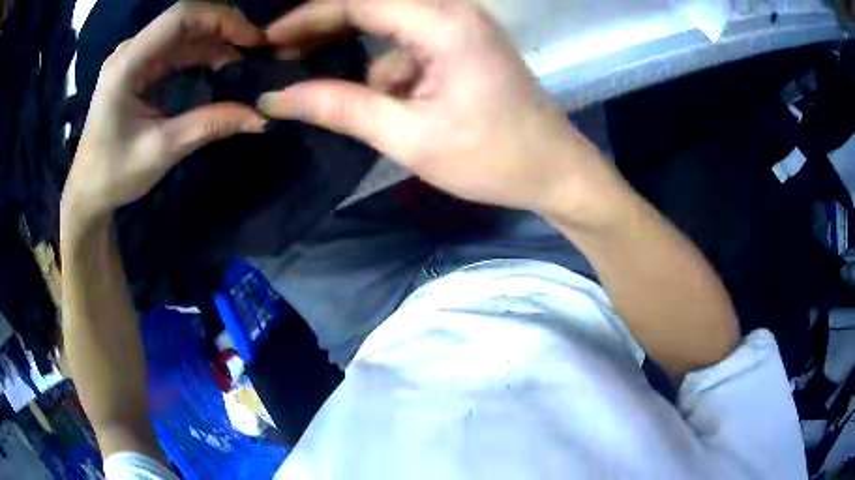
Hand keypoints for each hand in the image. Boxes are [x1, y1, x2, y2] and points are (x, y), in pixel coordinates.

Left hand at [62, 3, 266, 227]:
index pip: (180, 17)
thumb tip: (260, 118)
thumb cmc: (114, 174)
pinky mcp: (138, 69)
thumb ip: (209, 126)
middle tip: (255, 49)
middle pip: (185, 20)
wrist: (88, 192)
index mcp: (127, 63)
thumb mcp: (161, 150)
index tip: (253, 40)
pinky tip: (220, 67)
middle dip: (223, 28)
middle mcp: (130, 51)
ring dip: (215, 42)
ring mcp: (134, 58)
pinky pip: (176, 49)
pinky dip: (201, 54)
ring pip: (183, 33)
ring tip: (243, 61)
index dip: (221, 19)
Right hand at [259, 0, 618, 223]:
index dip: (306, 17)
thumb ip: (340, 108)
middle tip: (283, 57)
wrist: (555, 170)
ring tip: (329, 94)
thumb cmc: (492, 158)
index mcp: (444, 23)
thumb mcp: (409, 136)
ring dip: (359, 60)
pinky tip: (389, 105)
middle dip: (325, 29)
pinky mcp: (465, 44)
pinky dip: (389, 71)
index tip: (267, 41)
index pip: (359, 2)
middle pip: (373, 5)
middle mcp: (455, 10)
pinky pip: (410, 46)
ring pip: (389, 29)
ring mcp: (462, 26)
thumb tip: (277, 97)